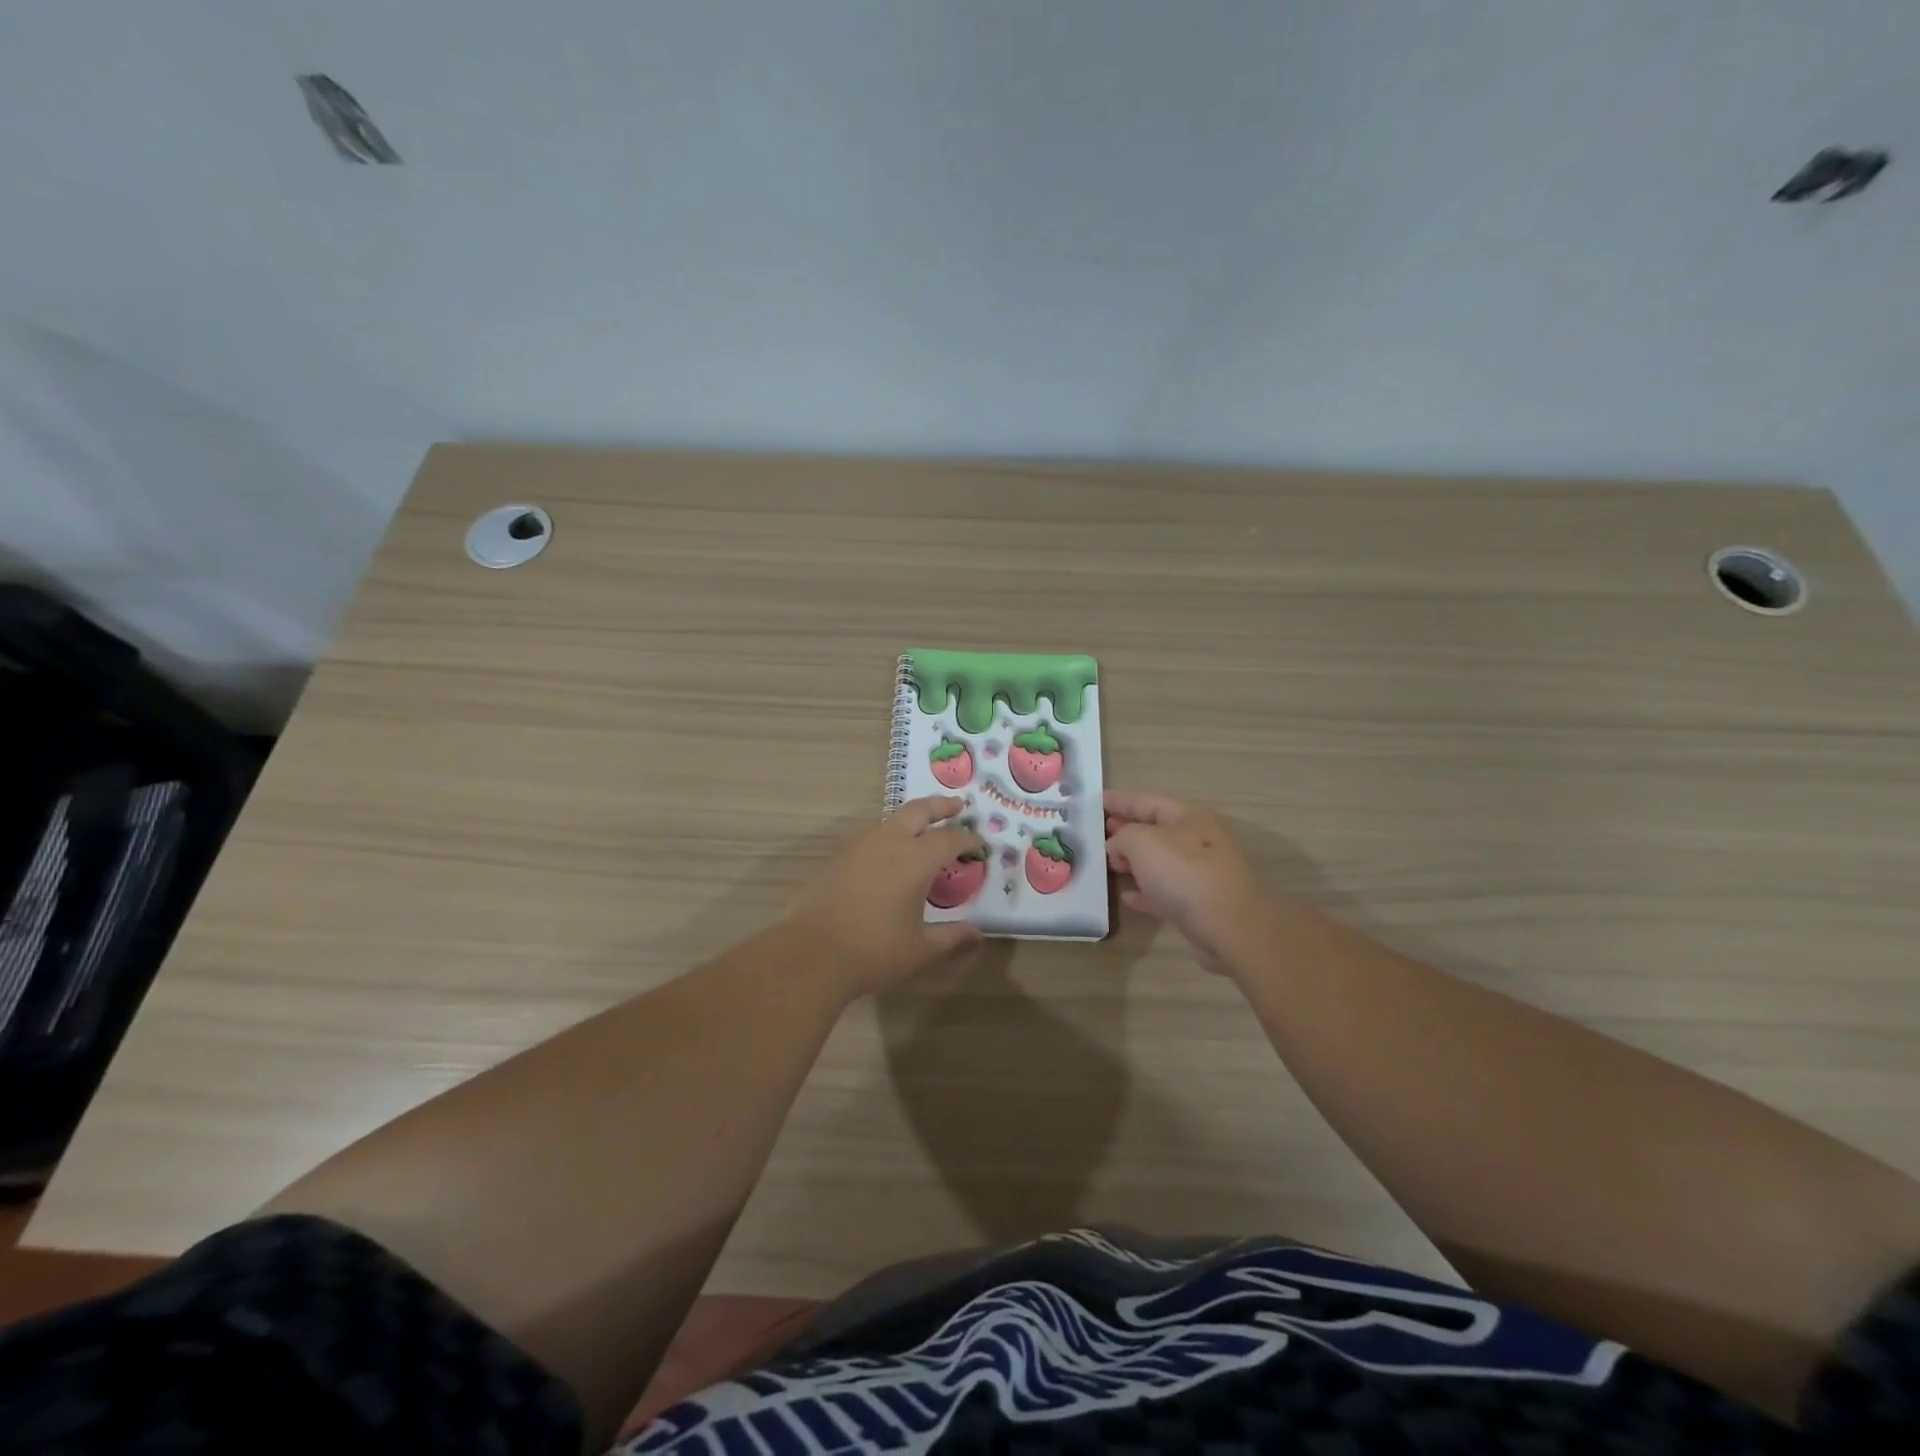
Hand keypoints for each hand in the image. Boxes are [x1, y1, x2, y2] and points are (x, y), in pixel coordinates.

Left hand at [785, 796, 985, 996]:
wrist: (812, 953)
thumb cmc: (875, 951)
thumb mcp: (921, 949)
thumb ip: (952, 938)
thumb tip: (977, 935)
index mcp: (916, 859)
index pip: (950, 839)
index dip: (969, 840)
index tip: (981, 845)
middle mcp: (889, 842)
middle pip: (918, 810)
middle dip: (940, 806)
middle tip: (957, 805)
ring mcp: (859, 846)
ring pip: (891, 821)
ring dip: (911, 820)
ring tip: (922, 832)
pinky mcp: (837, 858)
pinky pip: (870, 837)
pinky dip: (888, 837)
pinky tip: (888, 857)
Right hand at [1104, 791, 1273, 975]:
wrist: (1230, 926)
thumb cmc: (1184, 873)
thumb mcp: (1142, 842)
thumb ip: (1123, 836)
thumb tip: (1117, 845)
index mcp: (1187, 816)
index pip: (1146, 801)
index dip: (1120, 800)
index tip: (1097, 800)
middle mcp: (1196, 840)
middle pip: (1154, 829)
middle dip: (1126, 829)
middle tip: (1099, 832)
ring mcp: (1200, 873)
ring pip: (1159, 861)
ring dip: (1133, 861)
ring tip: (1109, 864)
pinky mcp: (1199, 904)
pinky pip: (1164, 891)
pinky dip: (1145, 891)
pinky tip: (1127, 897)